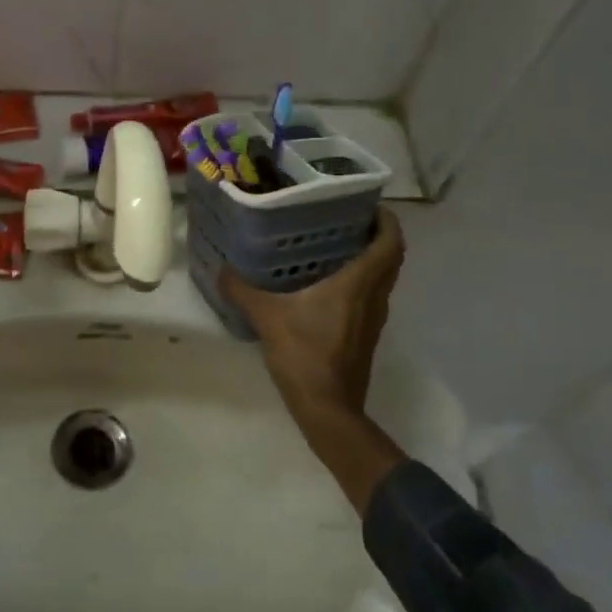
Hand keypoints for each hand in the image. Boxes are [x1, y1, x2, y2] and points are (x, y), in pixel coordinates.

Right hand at [220, 206, 407, 509]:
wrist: (328, 408)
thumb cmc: (304, 354)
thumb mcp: (267, 317)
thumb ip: (243, 290)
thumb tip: (221, 268)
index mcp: (358, 283)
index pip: (390, 242)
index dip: (387, 220)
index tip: (368, 203)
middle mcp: (373, 296)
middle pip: (390, 257)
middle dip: (376, 234)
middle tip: (346, 218)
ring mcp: (373, 318)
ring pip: (382, 278)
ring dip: (369, 258)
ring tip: (334, 243)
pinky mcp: (365, 334)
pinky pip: (370, 296)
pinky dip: (359, 281)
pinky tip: (326, 282)